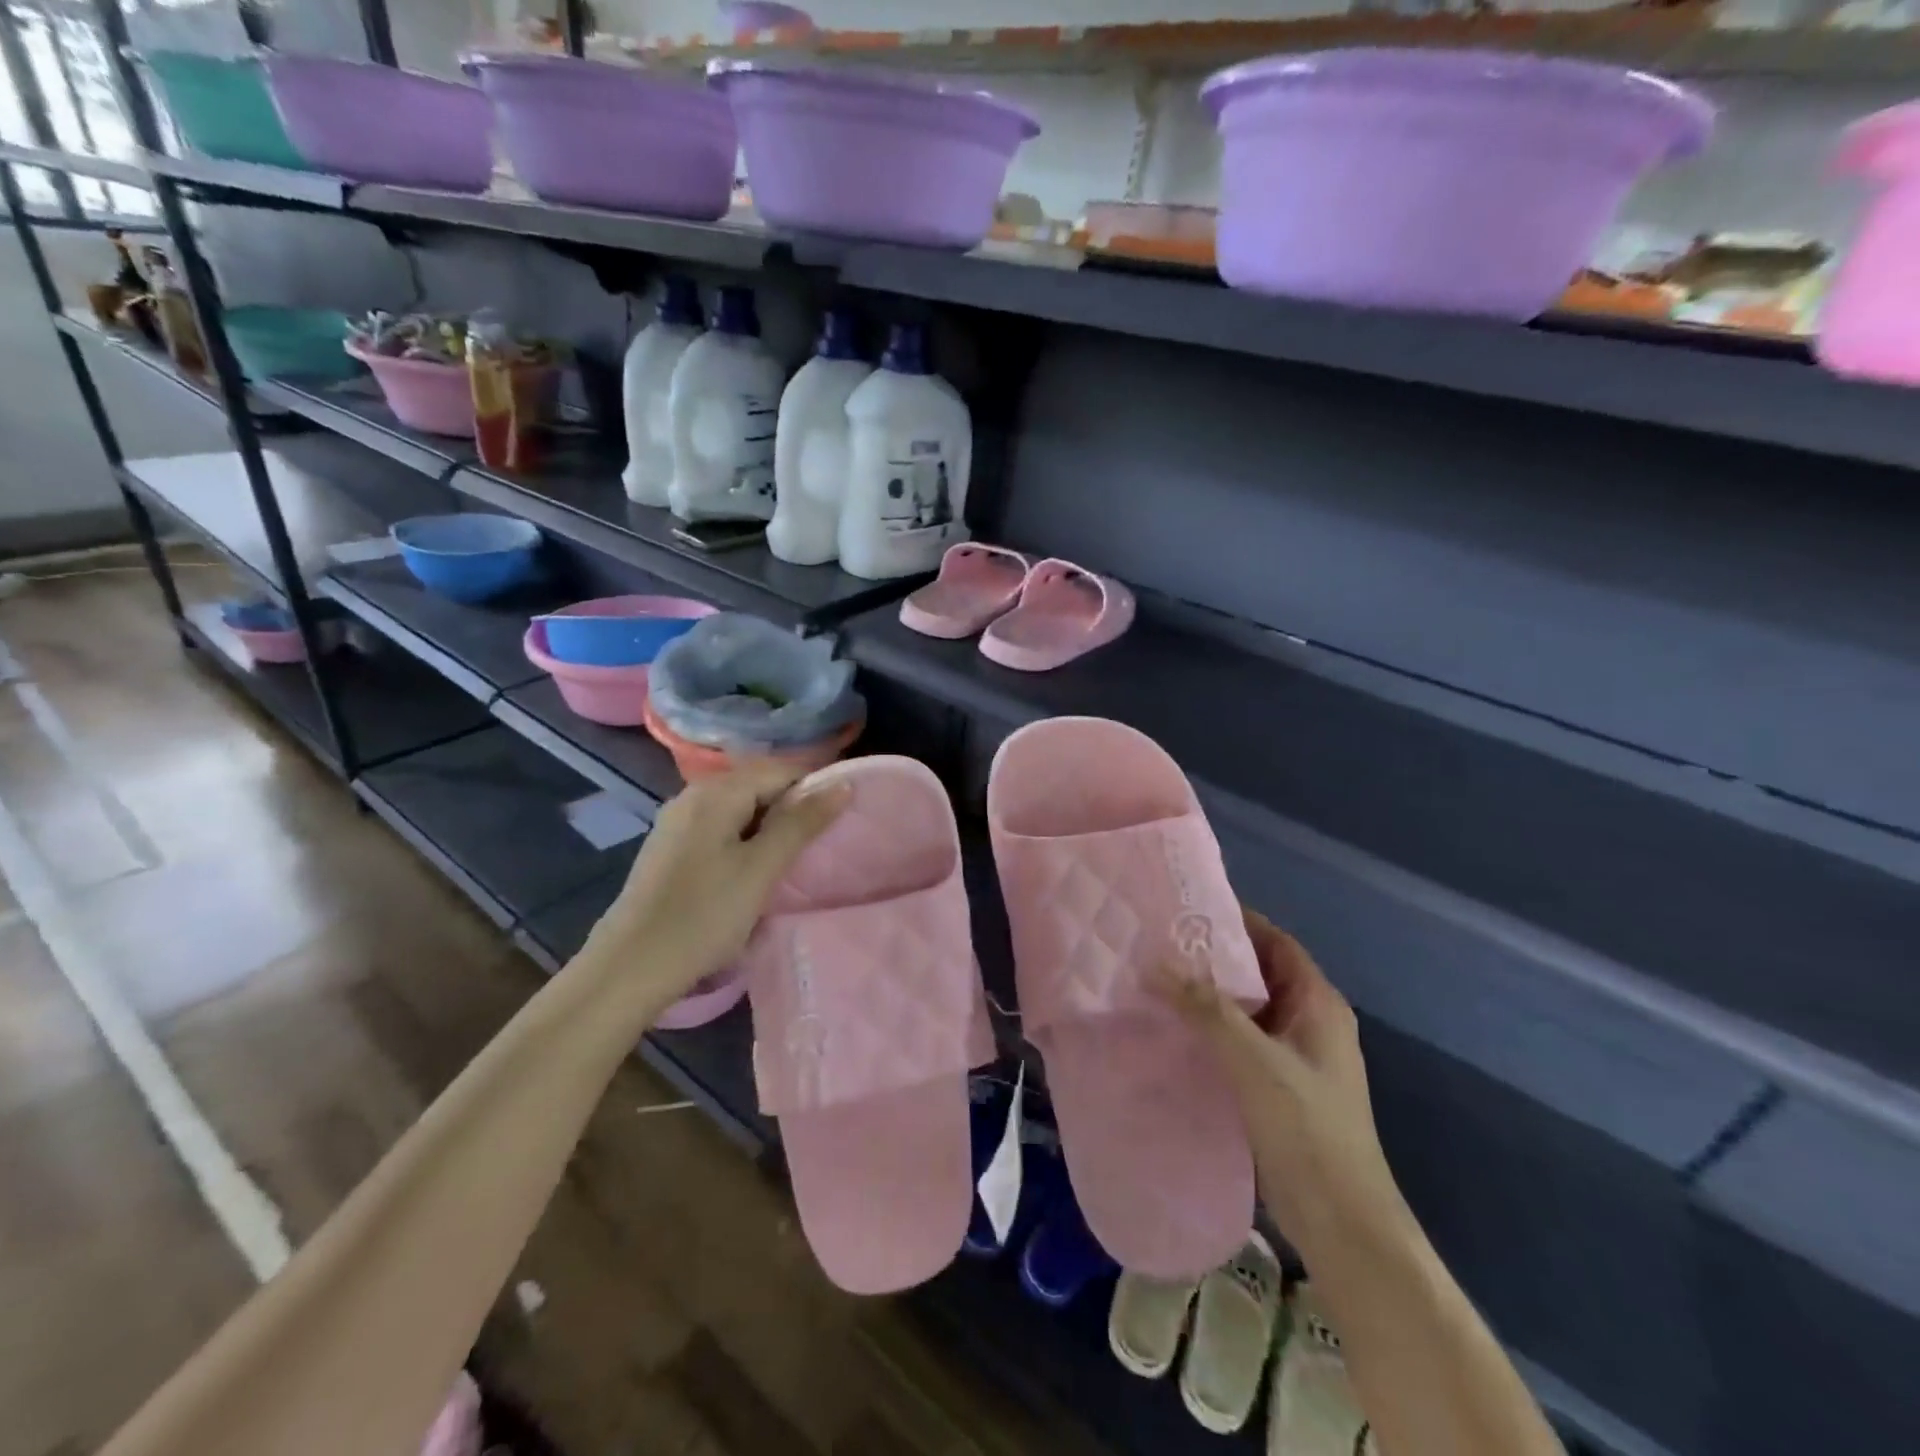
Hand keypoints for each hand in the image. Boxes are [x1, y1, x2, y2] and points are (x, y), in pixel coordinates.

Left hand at [577, 762, 848, 1012]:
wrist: (631, 967)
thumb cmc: (704, 915)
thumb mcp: (762, 868)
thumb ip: (801, 823)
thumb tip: (842, 785)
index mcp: (716, 792)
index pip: (781, 770)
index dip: (814, 790)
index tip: (837, 824)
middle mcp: (694, 795)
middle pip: (758, 785)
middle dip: (792, 809)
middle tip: (817, 846)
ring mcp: (678, 822)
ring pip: (740, 809)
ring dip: (769, 828)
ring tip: (791, 861)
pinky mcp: (672, 848)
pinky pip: (721, 828)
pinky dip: (745, 841)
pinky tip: (753, 871)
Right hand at [1153, 907, 1409, 1258]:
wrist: (1342, 1223)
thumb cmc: (1307, 1129)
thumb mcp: (1254, 1060)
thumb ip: (1206, 1008)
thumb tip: (1156, 961)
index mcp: (1318, 1003)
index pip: (1275, 942)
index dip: (1236, 920)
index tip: (1186, 908)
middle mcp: (1309, 1022)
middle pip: (1258, 973)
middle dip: (1212, 958)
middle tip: (1157, 942)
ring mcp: (1294, 1057)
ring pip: (1246, 1009)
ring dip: (1207, 996)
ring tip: (1154, 979)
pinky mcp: (1277, 1086)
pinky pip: (1239, 1041)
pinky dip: (1209, 1030)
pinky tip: (1171, 1030)